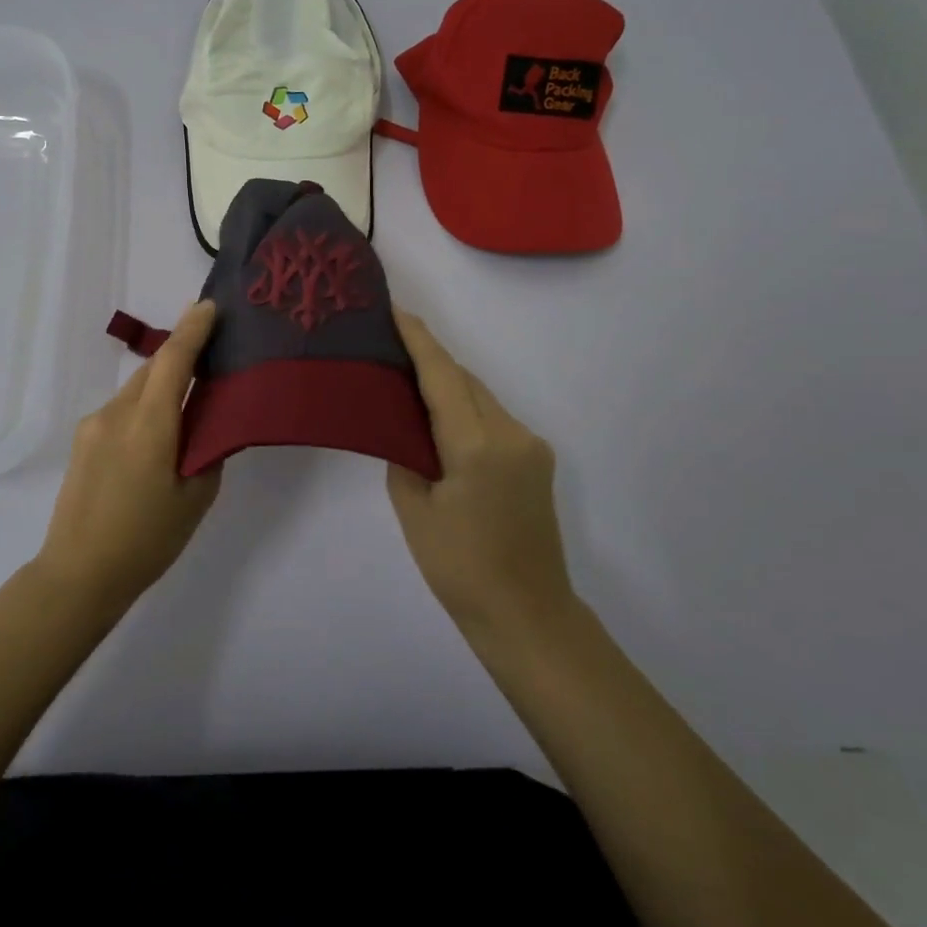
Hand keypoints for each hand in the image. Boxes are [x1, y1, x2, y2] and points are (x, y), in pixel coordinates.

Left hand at [34, 300, 222, 613]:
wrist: (78, 573)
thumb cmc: (146, 540)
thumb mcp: (195, 498)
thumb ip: (206, 450)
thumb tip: (207, 423)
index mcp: (149, 425)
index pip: (173, 360)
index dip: (193, 329)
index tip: (210, 306)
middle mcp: (117, 413)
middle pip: (153, 370)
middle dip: (181, 355)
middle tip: (214, 353)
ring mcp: (94, 425)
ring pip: (136, 389)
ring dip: (162, 385)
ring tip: (189, 403)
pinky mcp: (83, 440)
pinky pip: (122, 409)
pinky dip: (145, 407)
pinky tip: (158, 436)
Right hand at [388, 308, 577, 637]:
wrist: (527, 615)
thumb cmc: (460, 568)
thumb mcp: (415, 509)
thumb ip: (406, 455)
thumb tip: (405, 427)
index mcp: (478, 446)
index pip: (443, 376)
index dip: (418, 341)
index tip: (395, 310)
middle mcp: (512, 434)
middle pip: (465, 381)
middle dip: (429, 360)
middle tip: (389, 347)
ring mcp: (531, 446)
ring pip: (480, 398)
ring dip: (447, 386)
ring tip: (407, 382)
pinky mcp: (536, 460)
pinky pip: (493, 419)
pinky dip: (465, 410)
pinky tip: (440, 422)